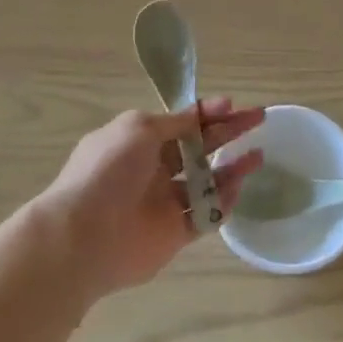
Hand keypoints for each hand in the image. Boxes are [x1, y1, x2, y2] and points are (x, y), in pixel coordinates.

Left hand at [41, 100, 264, 294]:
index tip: (233, 105)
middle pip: (197, 148)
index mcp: (138, 141)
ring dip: (231, 168)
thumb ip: (174, 123)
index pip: (180, 123)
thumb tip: (200, 113)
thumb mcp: (138, 129)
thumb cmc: (108, 171)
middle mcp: (151, 169)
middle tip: (258, 119)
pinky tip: (239, 188)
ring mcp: (163, 203)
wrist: (84, 236)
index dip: (207, 112)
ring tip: (258, 156)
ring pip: (205, 182)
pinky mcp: (173, 235)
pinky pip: (204, 216)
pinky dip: (222, 203)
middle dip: (227, 132)